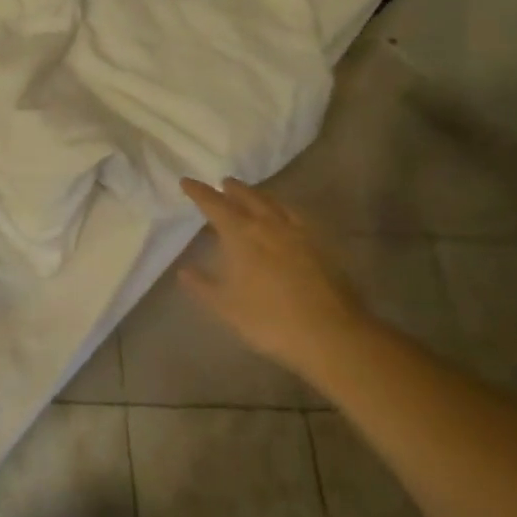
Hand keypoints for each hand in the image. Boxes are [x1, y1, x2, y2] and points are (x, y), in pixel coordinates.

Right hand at [177, 178, 367, 373]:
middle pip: (248, 198)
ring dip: (260, 196)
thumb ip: (202, 285)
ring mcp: (299, 234)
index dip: (199, 192)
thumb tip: (184, 270)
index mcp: (241, 234)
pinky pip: (298, 218)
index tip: (186, 181)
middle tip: (224, 183)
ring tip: (253, 195)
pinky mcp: (323, 247)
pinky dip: (286, 211)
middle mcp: (269, 225)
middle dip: (233, 189)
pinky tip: (287, 218)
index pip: (214, 204)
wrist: (332, 335)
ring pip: (275, 204)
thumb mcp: (225, 306)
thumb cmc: (269, 319)